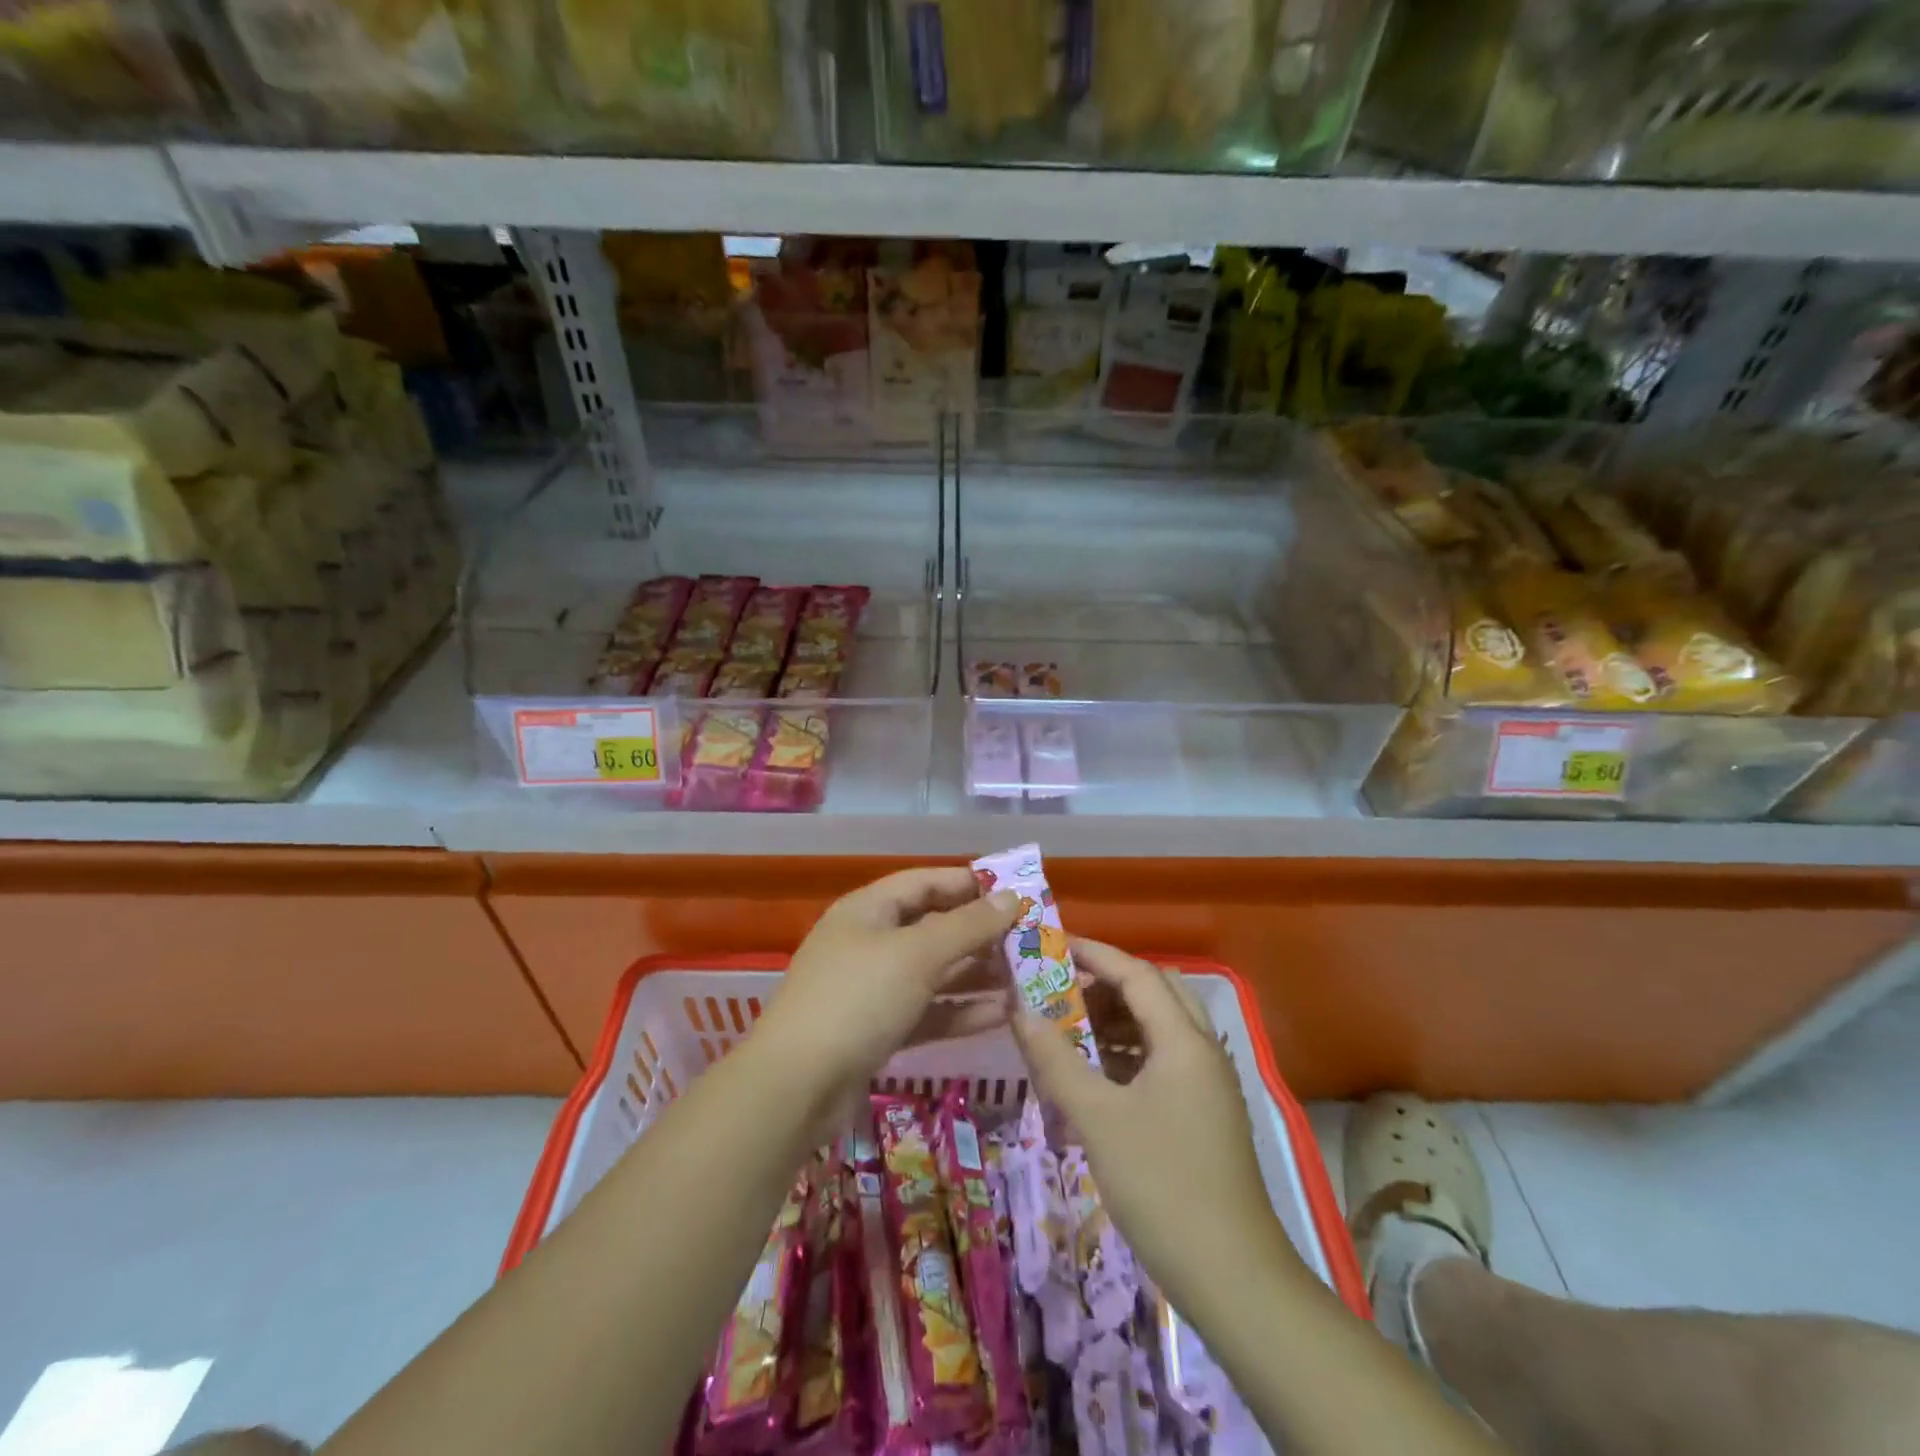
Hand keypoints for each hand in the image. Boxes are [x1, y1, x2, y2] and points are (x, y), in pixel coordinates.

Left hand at [751, 867, 1020, 1135]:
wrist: (795, 1087)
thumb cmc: (858, 1000)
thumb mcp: (917, 955)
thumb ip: (967, 926)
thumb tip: (1010, 897)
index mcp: (868, 909)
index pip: (925, 882)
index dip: (969, 884)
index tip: (1015, 893)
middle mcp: (870, 942)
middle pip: (933, 927)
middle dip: (980, 933)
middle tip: (1029, 942)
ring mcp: (873, 988)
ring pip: (934, 972)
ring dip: (976, 974)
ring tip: (1025, 978)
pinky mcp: (878, 1029)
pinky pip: (927, 1010)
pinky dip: (960, 1010)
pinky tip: (1002, 1015)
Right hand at [1013, 940, 1295, 1311]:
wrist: (1234, 1278)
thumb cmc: (1162, 1185)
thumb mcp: (1098, 1118)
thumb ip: (1056, 1059)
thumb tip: (1019, 1010)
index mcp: (1183, 1040)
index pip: (1136, 973)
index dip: (1093, 954)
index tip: (1050, 945)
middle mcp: (1202, 1050)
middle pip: (1155, 992)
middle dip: (1107, 982)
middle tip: (1061, 987)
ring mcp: (1207, 1084)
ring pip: (1160, 1028)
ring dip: (1117, 1019)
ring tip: (1068, 1026)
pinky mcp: (1204, 1114)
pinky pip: (1163, 1060)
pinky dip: (1128, 1053)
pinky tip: (1095, 1073)